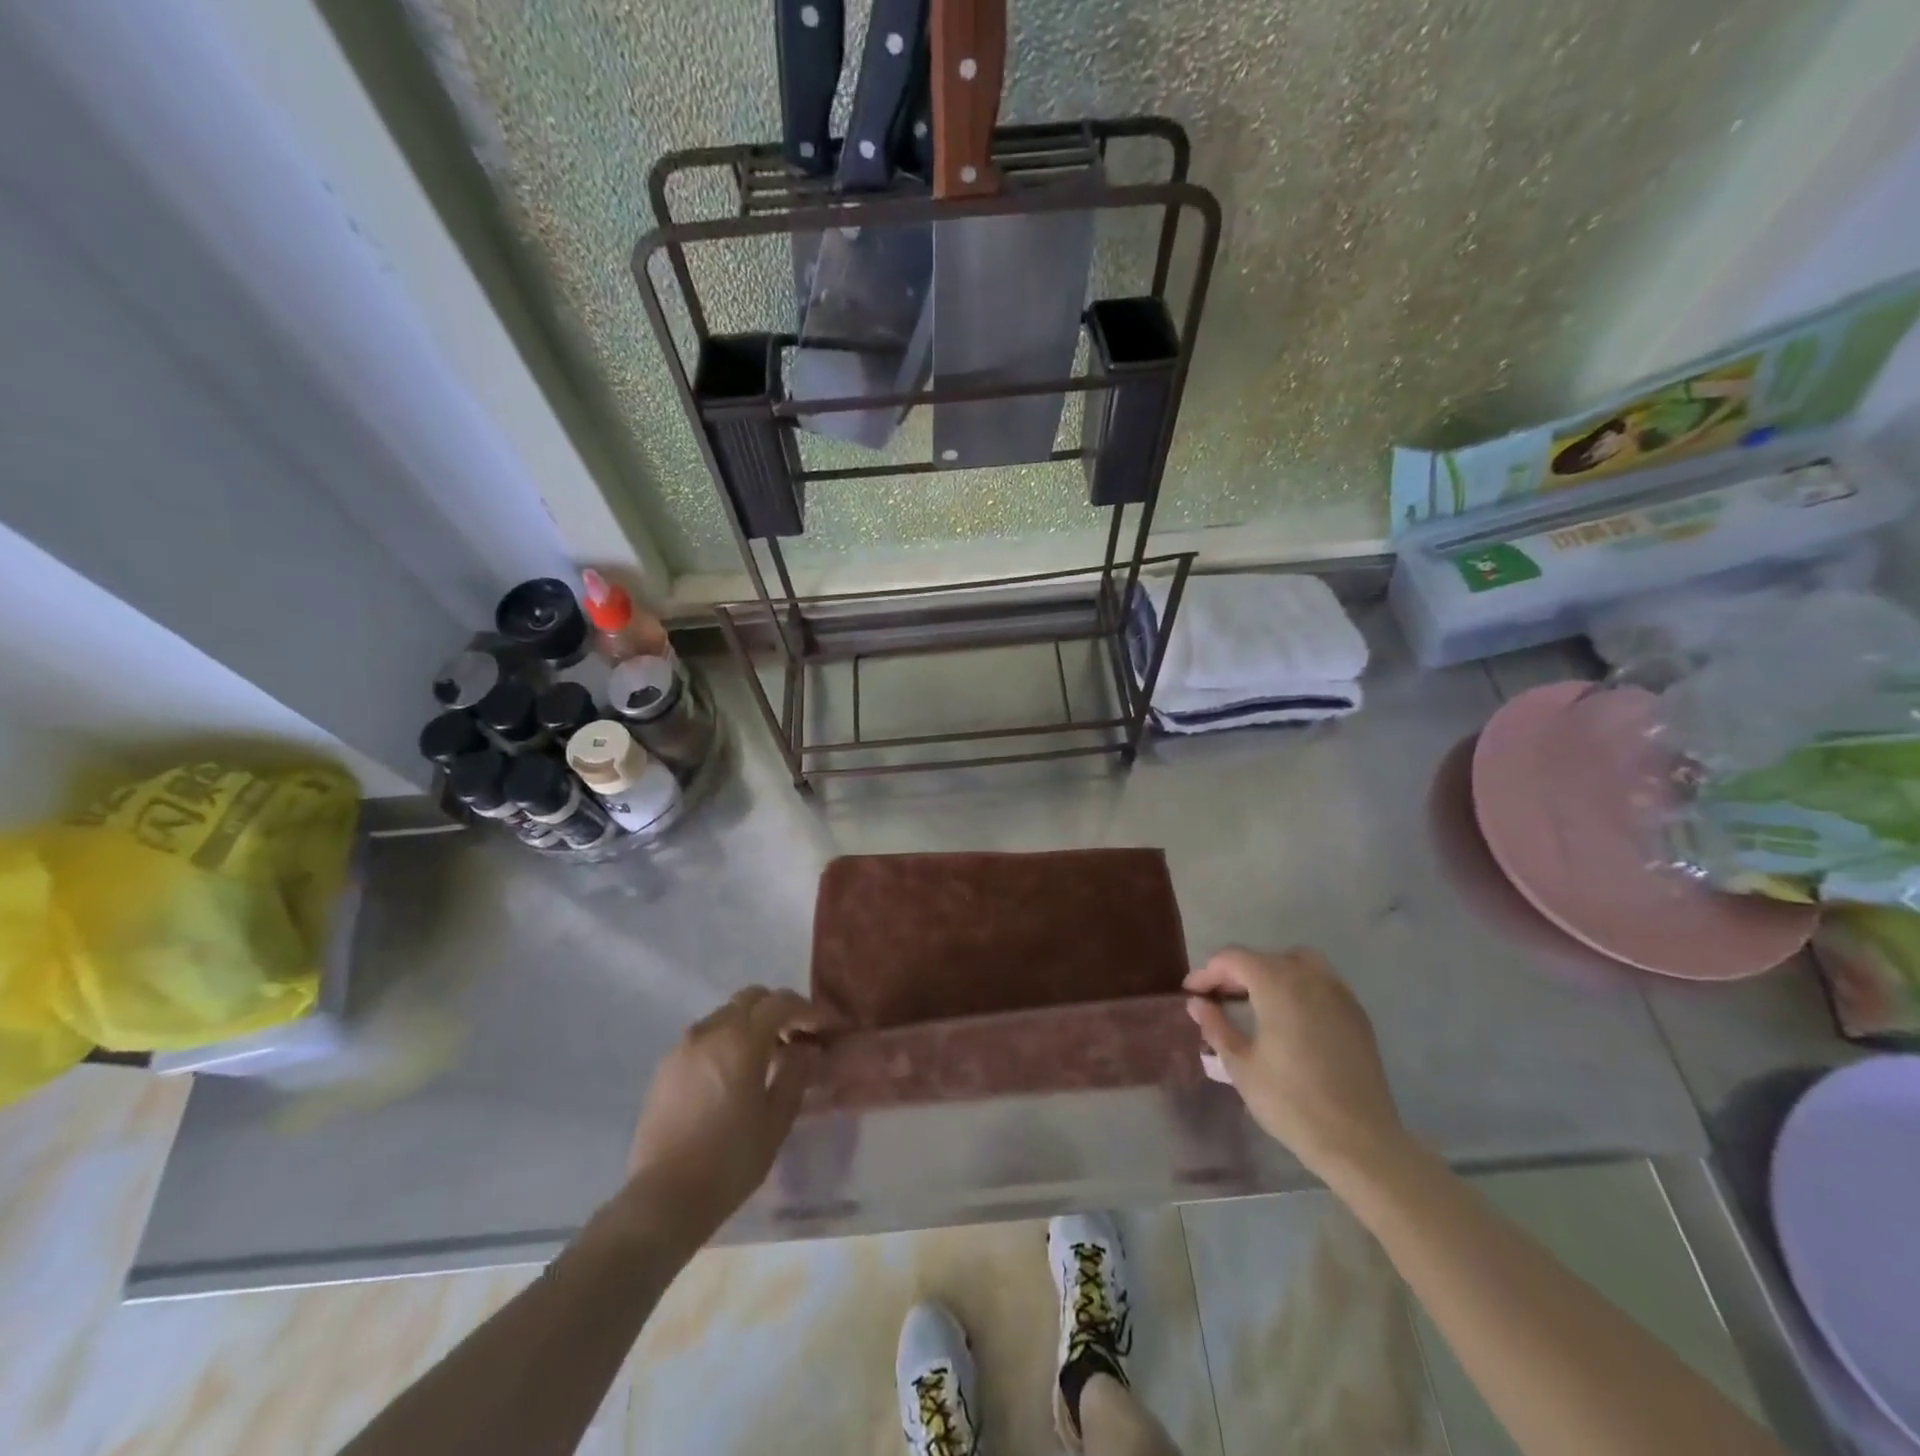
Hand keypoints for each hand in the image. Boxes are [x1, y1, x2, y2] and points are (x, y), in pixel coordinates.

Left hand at [619, 987, 829, 1247]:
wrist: (664, 1199)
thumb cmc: (730, 1161)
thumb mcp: (776, 1120)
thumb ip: (795, 1075)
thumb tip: (805, 1050)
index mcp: (741, 1040)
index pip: (781, 1003)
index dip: (808, 1010)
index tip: (826, 1028)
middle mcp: (710, 1032)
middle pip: (751, 998)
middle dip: (778, 1009)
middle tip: (796, 1036)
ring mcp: (683, 1047)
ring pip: (725, 1014)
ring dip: (750, 1024)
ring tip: (764, 1056)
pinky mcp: (665, 1067)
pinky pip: (704, 1037)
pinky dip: (725, 1040)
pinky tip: (732, 1073)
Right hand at [1184, 947, 1409, 1184]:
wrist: (1359, 1142)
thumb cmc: (1291, 1102)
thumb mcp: (1241, 1065)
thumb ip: (1216, 1026)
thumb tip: (1197, 1003)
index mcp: (1277, 984)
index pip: (1233, 959)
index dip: (1207, 972)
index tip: (1192, 993)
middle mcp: (1309, 977)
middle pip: (1264, 958)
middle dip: (1236, 973)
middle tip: (1217, 999)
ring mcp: (1338, 994)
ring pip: (1297, 963)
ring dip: (1270, 973)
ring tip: (1255, 1001)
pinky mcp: (1357, 1015)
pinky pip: (1321, 983)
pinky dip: (1298, 987)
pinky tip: (1290, 1017)